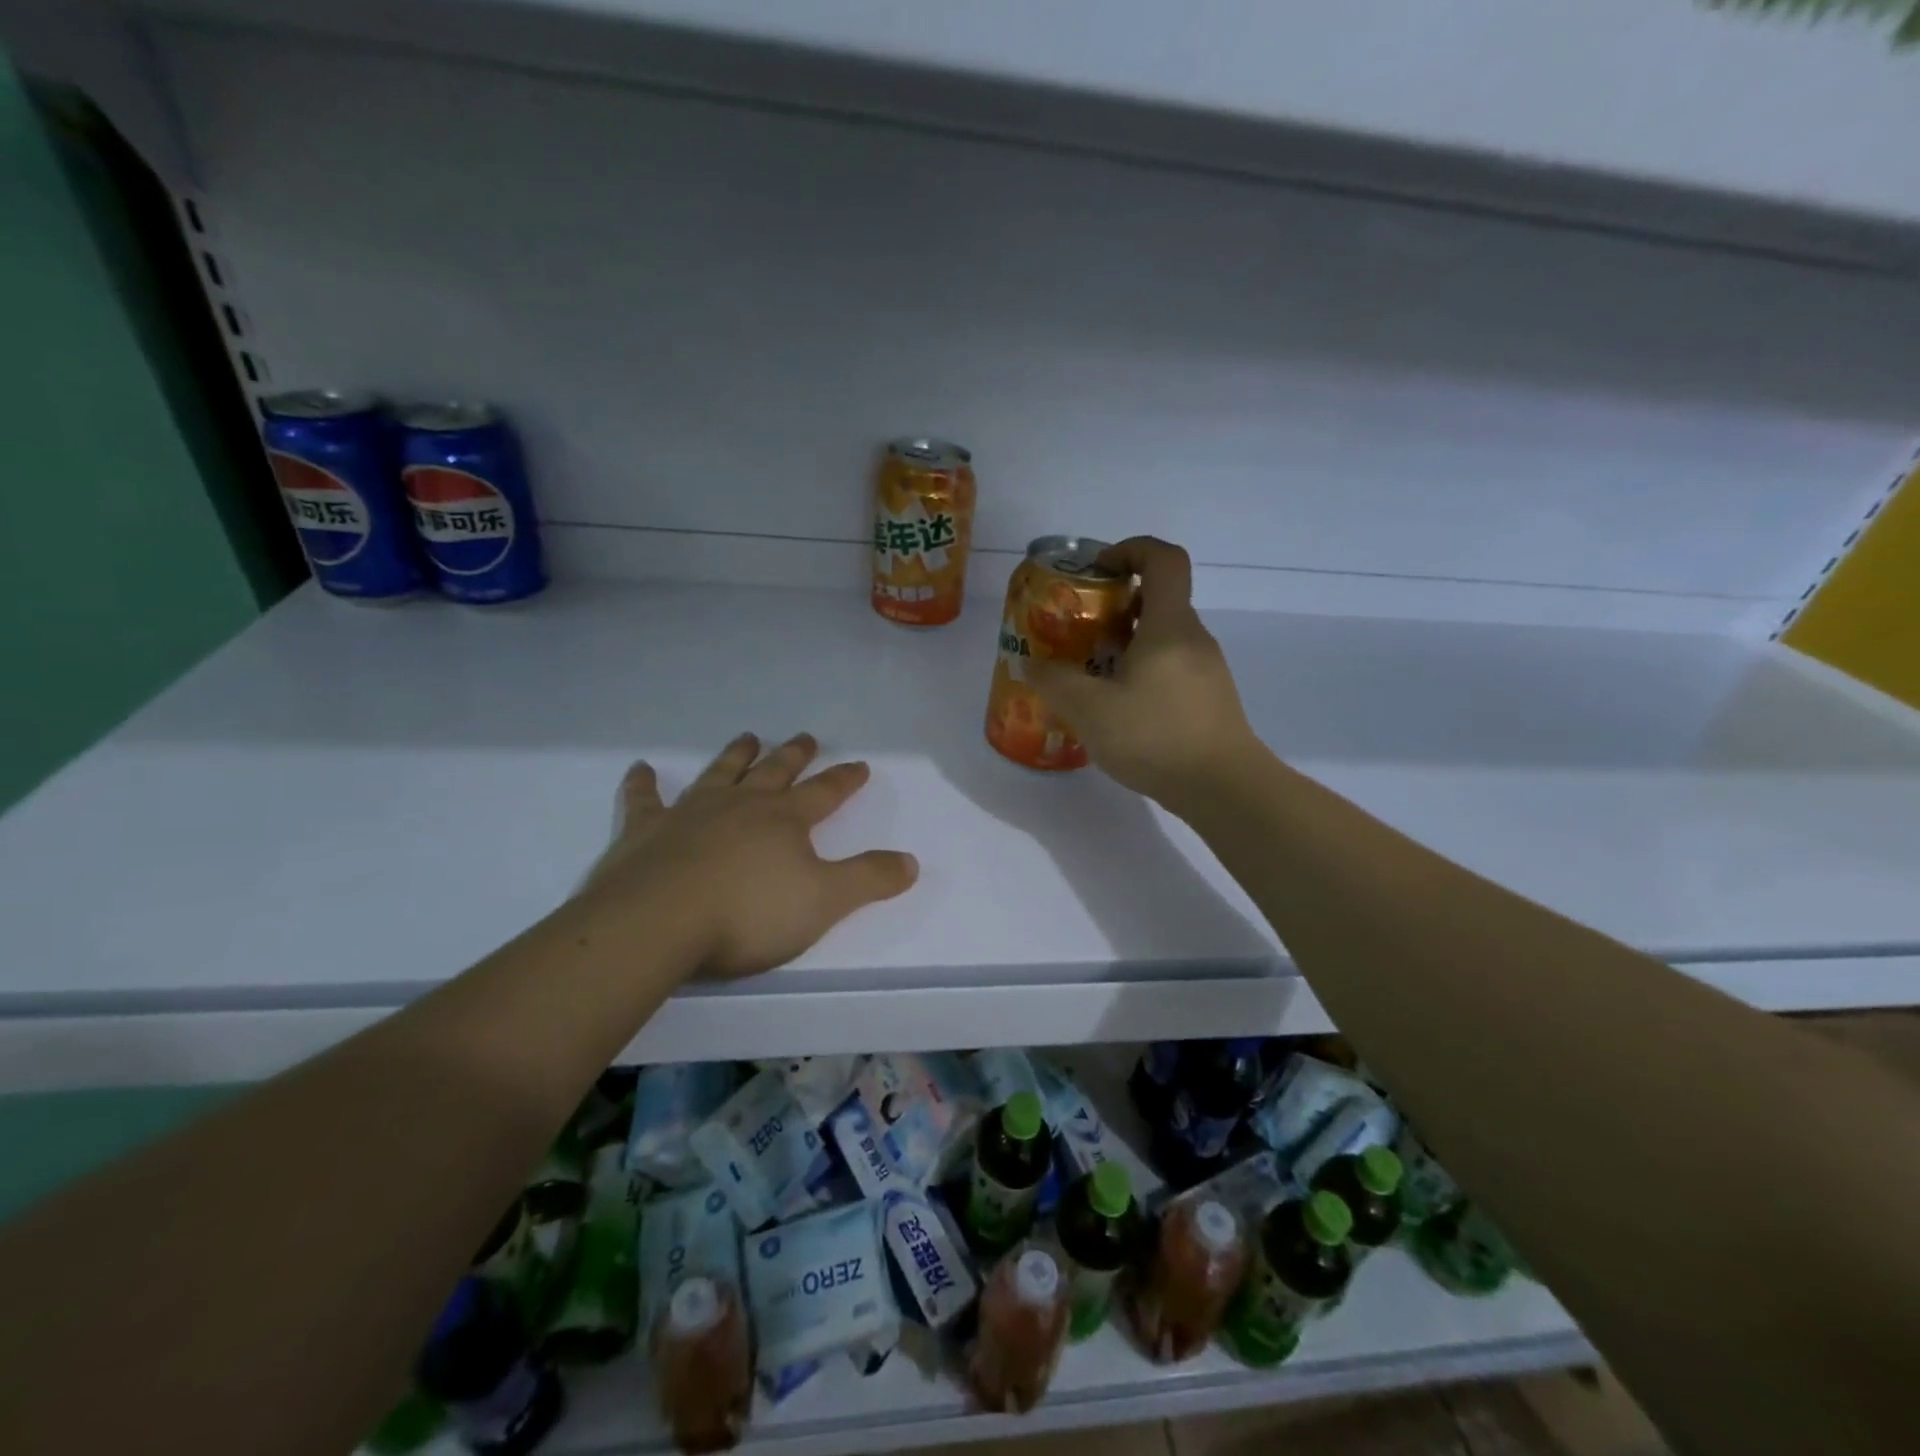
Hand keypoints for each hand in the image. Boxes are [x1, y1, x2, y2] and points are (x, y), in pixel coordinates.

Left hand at [572, 733, 917, 980]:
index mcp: (785, 820)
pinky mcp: (645, 831)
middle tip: (805, 737)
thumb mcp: (824, 902)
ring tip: (747, 737)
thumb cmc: (748, 913)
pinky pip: (644, 800)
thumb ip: (869, 879)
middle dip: (794, 755)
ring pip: (720, 774)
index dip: (845, 779)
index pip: (825, 792)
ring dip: (735, 756)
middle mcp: (741, 805)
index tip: (860, 765)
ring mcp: (690, 813)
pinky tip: (640, 769)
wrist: (658, 923)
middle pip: (774, 772)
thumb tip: (911, 861)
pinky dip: (643, 784)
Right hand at [1028, 536, 1260, 807]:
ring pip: (1163, 637)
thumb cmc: (1157, 737)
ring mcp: (1206, 669)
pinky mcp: (1209, 698)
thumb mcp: (1090, 710)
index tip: (1098, 569)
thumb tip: (1031, 664)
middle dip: (1117, 604)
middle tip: (1080, 630)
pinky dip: (1142, 671)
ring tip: (1092, 672)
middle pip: (1159, 599)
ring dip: (1127, 642)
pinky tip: (1119, 707)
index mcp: (1169, 626)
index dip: (1130, 549)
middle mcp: (1193, 638)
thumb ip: (1055, 682)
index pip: (1164, 559)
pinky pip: (1171, 666)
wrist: (1224, 788)